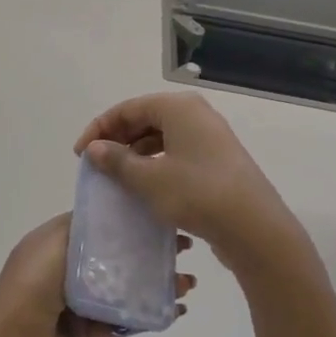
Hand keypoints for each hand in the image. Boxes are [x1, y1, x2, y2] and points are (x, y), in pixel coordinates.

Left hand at [0, 214, 194, 336]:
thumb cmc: (30, 291)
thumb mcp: (52, 247)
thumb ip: (82, 231)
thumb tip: (111, 218)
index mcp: (48, 244)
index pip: (91, 225)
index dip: (124, 219)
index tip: (160, 215)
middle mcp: (58, 270)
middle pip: (109, 256)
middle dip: (144, 251)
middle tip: (183, 249)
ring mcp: (70, 303)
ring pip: (117, 289)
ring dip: (151, 285)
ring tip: (187, 284)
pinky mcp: (80, 334)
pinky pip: (117, 321)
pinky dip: (143, 316)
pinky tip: (174, 311)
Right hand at [74, 92, 301, 267]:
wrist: (254, 228)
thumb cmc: (197, 194)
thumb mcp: (148, 179)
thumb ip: (116, 160)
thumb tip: (94, 149)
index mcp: (178, 108)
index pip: (127, 108)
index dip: (99, 129)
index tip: (81, 154)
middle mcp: (195, 114)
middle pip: (144, 118)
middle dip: (117, 139)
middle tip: (96, 165)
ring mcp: (209, 137)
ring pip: (161, 136)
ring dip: (135, 153)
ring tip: (117, 176)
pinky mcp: (217, 159)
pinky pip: (176, 152)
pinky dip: (155, 163)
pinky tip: (144, 185)